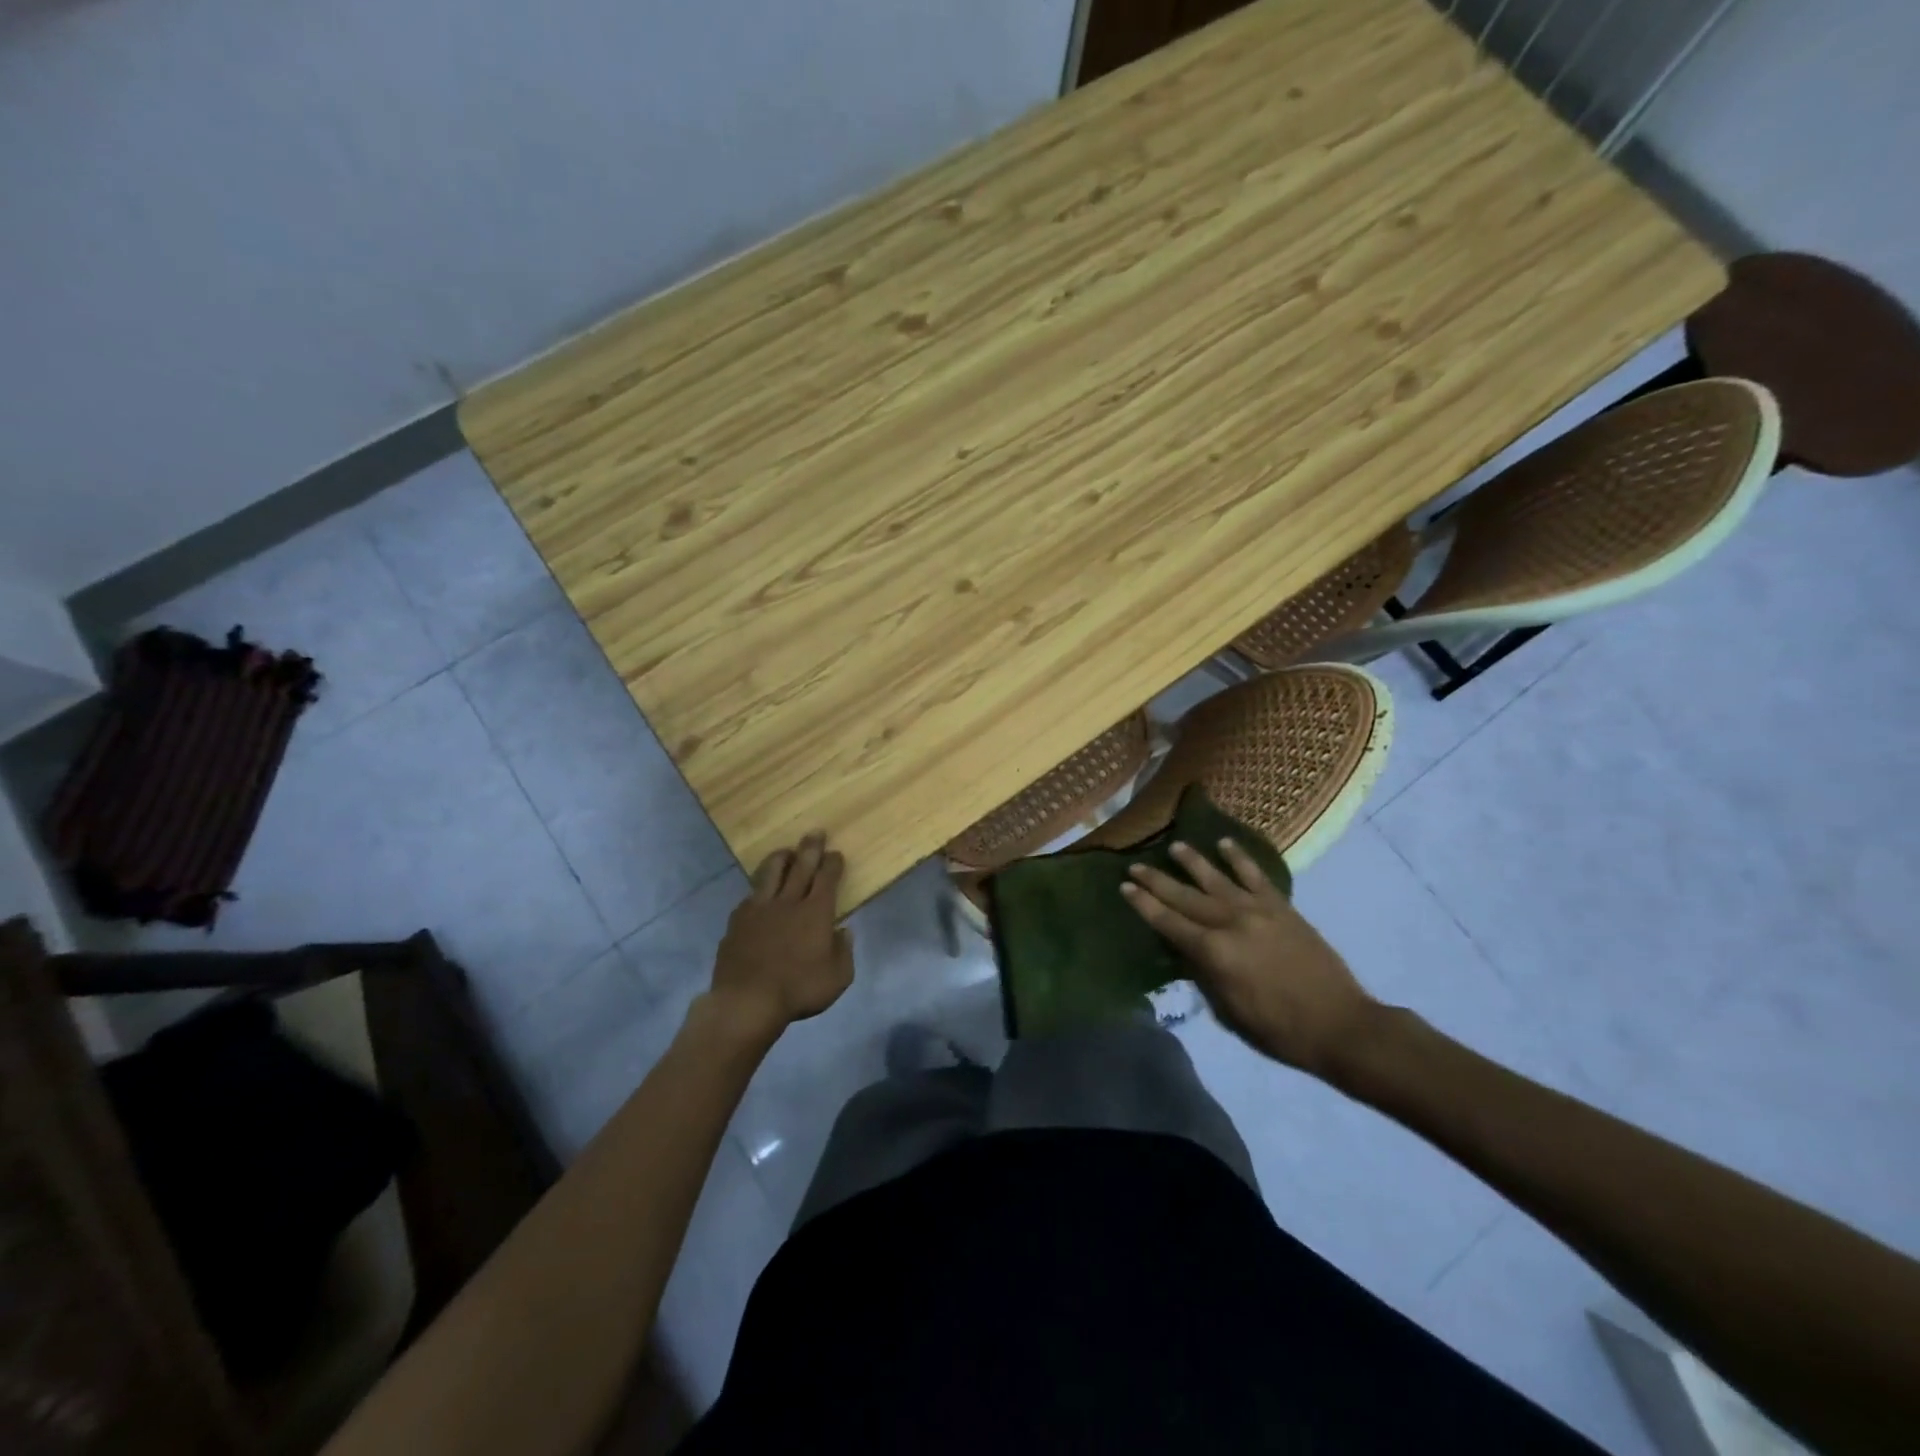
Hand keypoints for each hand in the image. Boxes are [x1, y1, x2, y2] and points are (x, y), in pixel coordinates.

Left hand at [704, 833, 854, 1043]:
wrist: (747, 1001)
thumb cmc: (798, 990)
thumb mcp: (838, 978)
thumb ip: (844, 951)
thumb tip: (844, 932)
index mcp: (816, 912)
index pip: (827, 878)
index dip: (833, 863)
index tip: (836, 853)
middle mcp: (788, 902)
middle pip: (801, 866)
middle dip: (810, 848)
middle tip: (815, 832)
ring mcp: (759, 909)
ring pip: (770, 873)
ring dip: (781, 858)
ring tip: (786, 851)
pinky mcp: (737, 921)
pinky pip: (750, 896)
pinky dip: (759, 888)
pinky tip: (759, 891)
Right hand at [1121, 838, 1375, 1075]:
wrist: (1340, 1024)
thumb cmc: (1278, 1029)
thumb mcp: (1228, 1010)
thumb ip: (1204, 974)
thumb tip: (1184, 950)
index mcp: (1214, 953)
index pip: (1168, 922)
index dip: (1144, 904)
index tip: (1124, 887)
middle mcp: (1231, 923)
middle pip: (1185, 896)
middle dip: (1157, 881)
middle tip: (1135, 865)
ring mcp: (1258, 911)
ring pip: (1217, 878)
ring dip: (1192, 861)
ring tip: (1174, 846)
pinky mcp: (1282, 908)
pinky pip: (1256, 876)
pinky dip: (1239, 858)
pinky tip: (1225, 844)